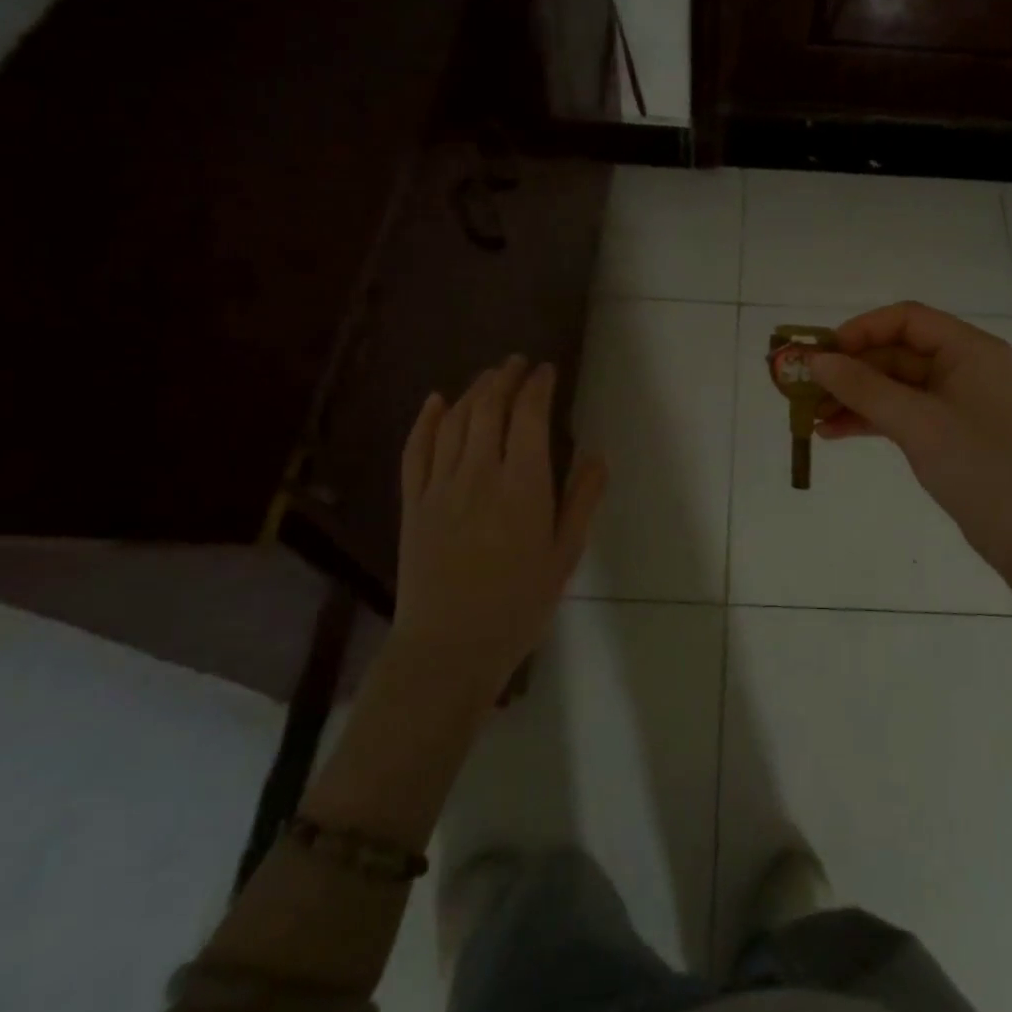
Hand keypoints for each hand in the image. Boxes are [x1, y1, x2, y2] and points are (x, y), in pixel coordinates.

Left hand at [391, 356, 606, 697]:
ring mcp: (441, 486)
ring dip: (473, 391)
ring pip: (455, 421)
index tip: (546, 370)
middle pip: (489, 408)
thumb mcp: (565, 554)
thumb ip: (582, 499)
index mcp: (522, 485)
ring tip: (488, 376)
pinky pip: (416, 450)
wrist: (449, 648)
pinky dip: (427, 420)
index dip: (537, 386)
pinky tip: (436, 401)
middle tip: (517, 363)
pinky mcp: (414, 503)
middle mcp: (479, 474)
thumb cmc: (519, 604)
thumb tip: (597, 454)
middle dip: (504, 378)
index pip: (529, 416)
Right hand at [808, 302, 1011, 590]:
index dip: (860, 330)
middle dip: (849, 369)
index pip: (906, 319)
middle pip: (896, 353)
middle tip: (804, 386)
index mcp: (969, 349)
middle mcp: (963, 367)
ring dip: (853, 397)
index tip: (822, 353)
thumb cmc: (980, 466)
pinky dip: (869, 420)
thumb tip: (815, 361)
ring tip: (810, 415)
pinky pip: (901, 414)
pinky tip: (832, 433)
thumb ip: (863, 387)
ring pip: (894, 386)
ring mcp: (956, 402)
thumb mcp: (917, 422)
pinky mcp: (948, 433)